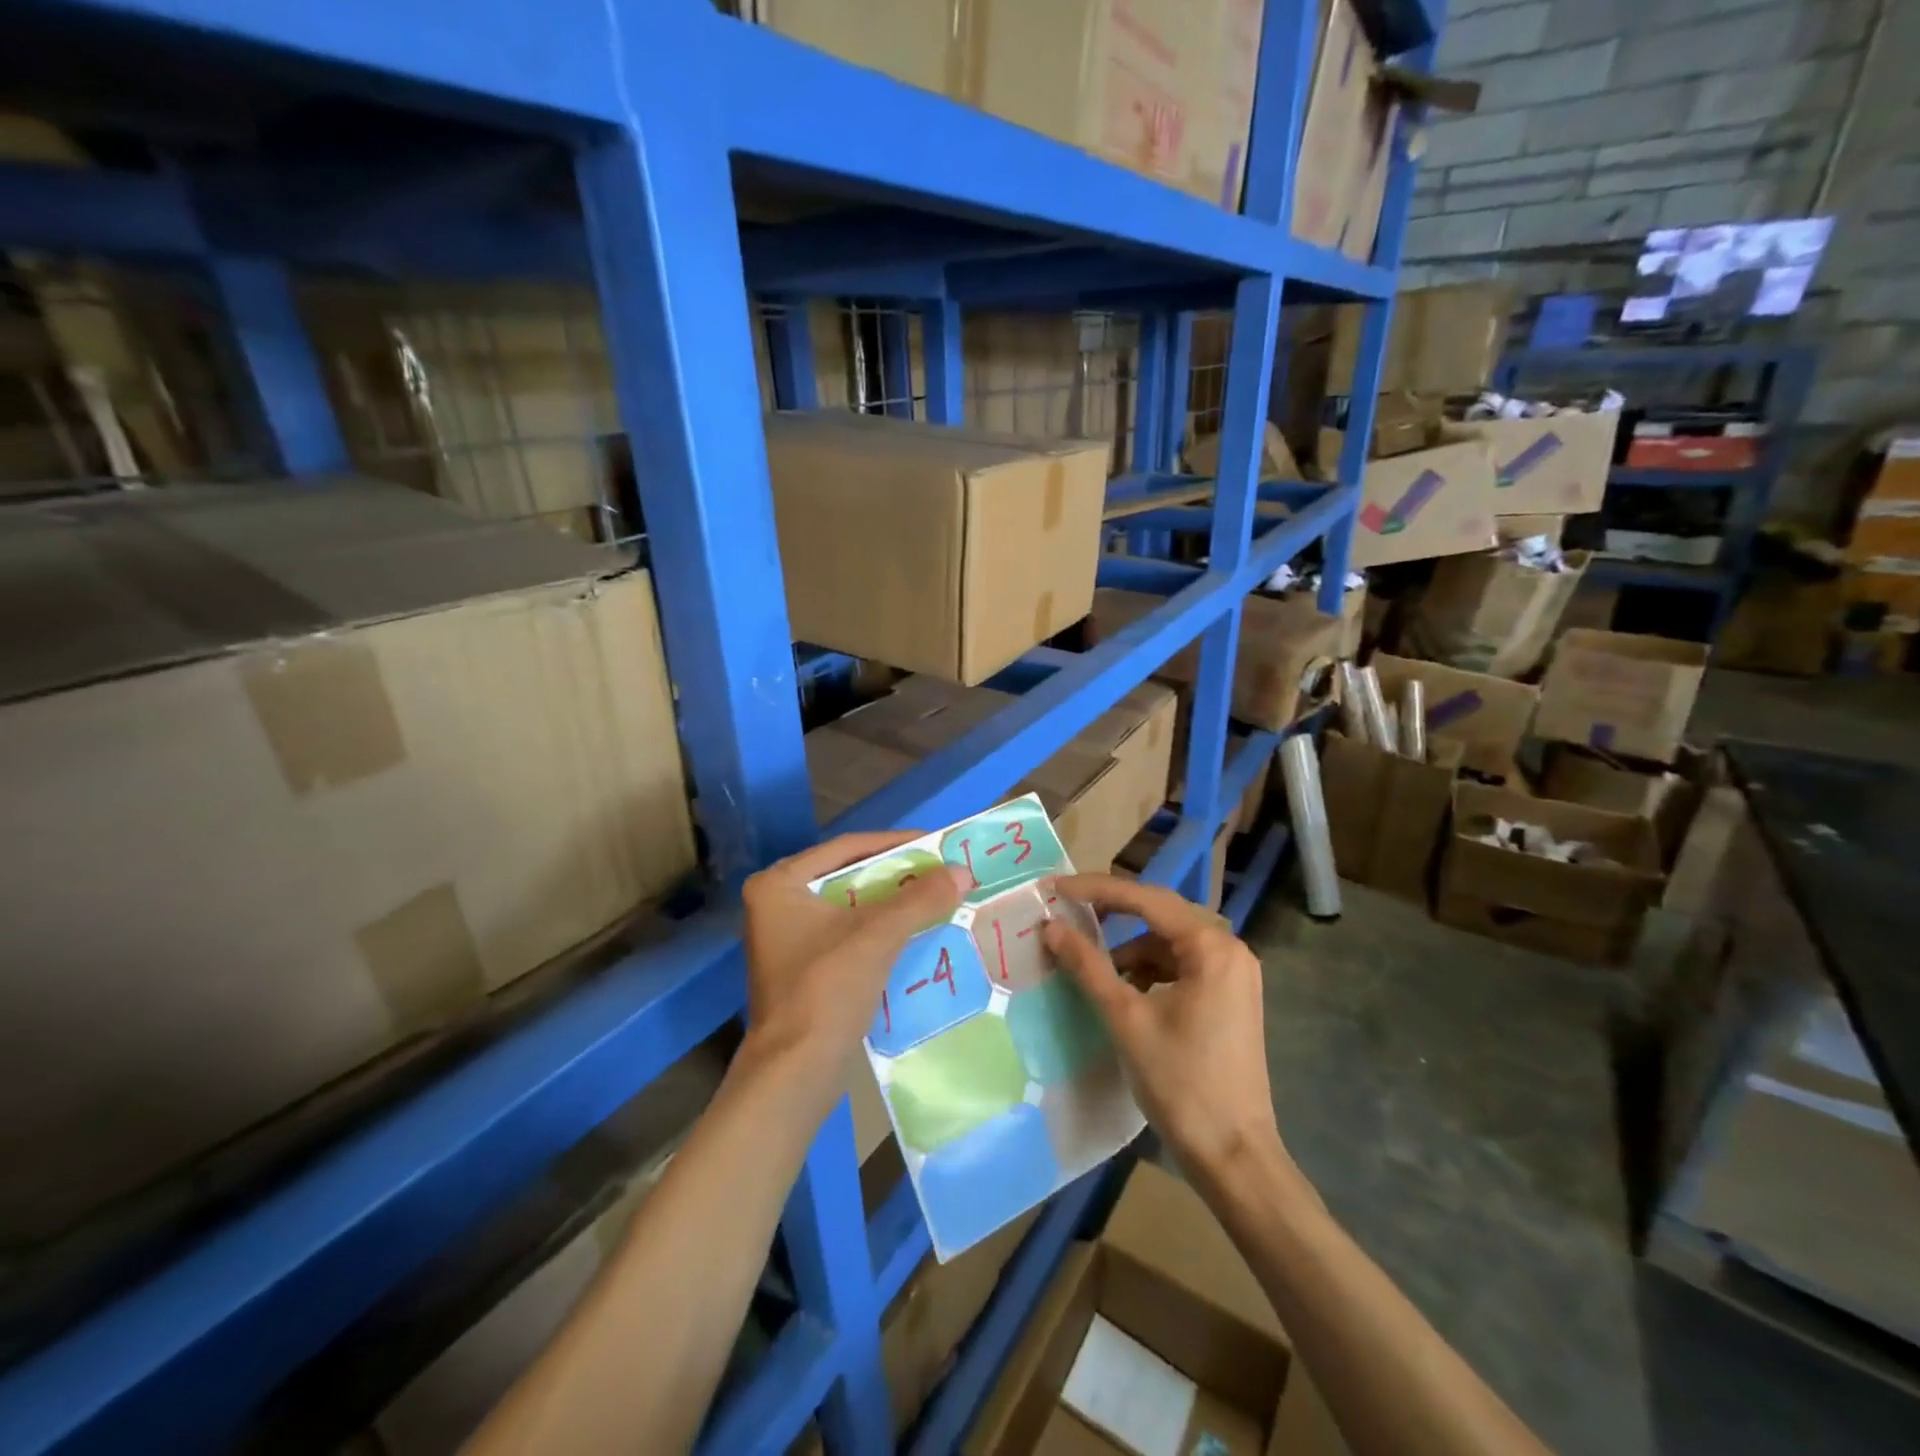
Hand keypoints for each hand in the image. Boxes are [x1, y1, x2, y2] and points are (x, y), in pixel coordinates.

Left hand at [740, 832, 966, 1073]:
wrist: (795, 1073)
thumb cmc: (826, 990)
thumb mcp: (877, 937)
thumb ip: (919, 899)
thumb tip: (962, 871)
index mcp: (779, 884)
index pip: (846, 848)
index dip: (894, 843)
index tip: (935, 843)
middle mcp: (775, 902)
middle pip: (848, 876)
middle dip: (894, 874)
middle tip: (937, 870)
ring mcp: (786, 937)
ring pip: (850, 906)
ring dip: (890, 902)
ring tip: (932, 896)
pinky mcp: (801, 966)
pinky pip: (846, 932)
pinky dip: (878, 929)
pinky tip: (912, 930)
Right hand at [1043, 874, 1282, 1178]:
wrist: (1233, 1156)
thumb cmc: (1181, 1083)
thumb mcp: (1126, 1019)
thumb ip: (1088, 965)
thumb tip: (1050, 928)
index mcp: (1212, 947)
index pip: (1146, 899)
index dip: (1097, 890)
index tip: (1055, 889)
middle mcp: (1230, 950)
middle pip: (1160, 914)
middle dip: (1112, 912)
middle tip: (1067, 911)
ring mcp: (1234, 974)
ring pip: (1169, 942)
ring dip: (1130, 947)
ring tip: (1091, 963)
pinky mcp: (1229, 997)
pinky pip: (1182, 965)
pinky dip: (1149, 970)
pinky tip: (1124, 989)